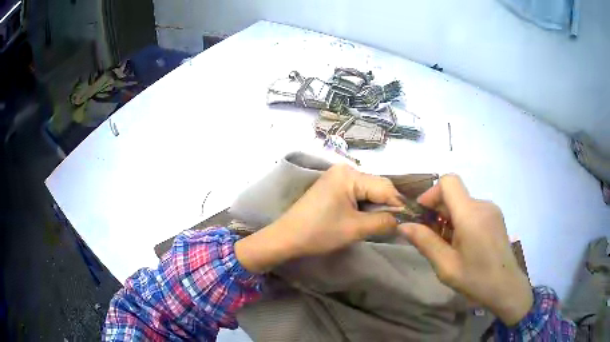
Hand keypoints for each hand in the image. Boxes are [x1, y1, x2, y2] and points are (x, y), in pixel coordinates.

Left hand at [235, 164, 401, 271]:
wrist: (286, 238)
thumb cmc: (320, 232)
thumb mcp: (356, 228)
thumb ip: (384, 221)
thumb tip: (402, 219)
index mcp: (349, 175)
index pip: (385, 187)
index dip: (399, 204)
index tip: (410, 220)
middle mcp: (345, 169)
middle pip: (377, 187)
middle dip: (387, 206)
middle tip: (397, 224)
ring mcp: (337, 177)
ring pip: (368, 191)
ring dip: (376, 207)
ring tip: (383, 224)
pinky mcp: (333, 187)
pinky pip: (357, 193)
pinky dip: (365, 206)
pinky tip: (367, 218)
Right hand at [399, 174, 532, 325]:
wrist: (506, 287)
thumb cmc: (475, 279)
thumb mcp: (446, 265)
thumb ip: (425, 242)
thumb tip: (403, 225)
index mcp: (470, 214)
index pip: (448, 182)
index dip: (431, 194)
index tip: (423, 216)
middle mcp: (483, 205)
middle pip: (454, 194)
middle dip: (438, 211)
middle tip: (431, 238)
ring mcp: (492, 209)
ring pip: (463, 203)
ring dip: (449, 218)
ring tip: (448, 245)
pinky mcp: (496, 216)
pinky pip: (473, 210)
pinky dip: (462, 220)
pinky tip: (463, 243)